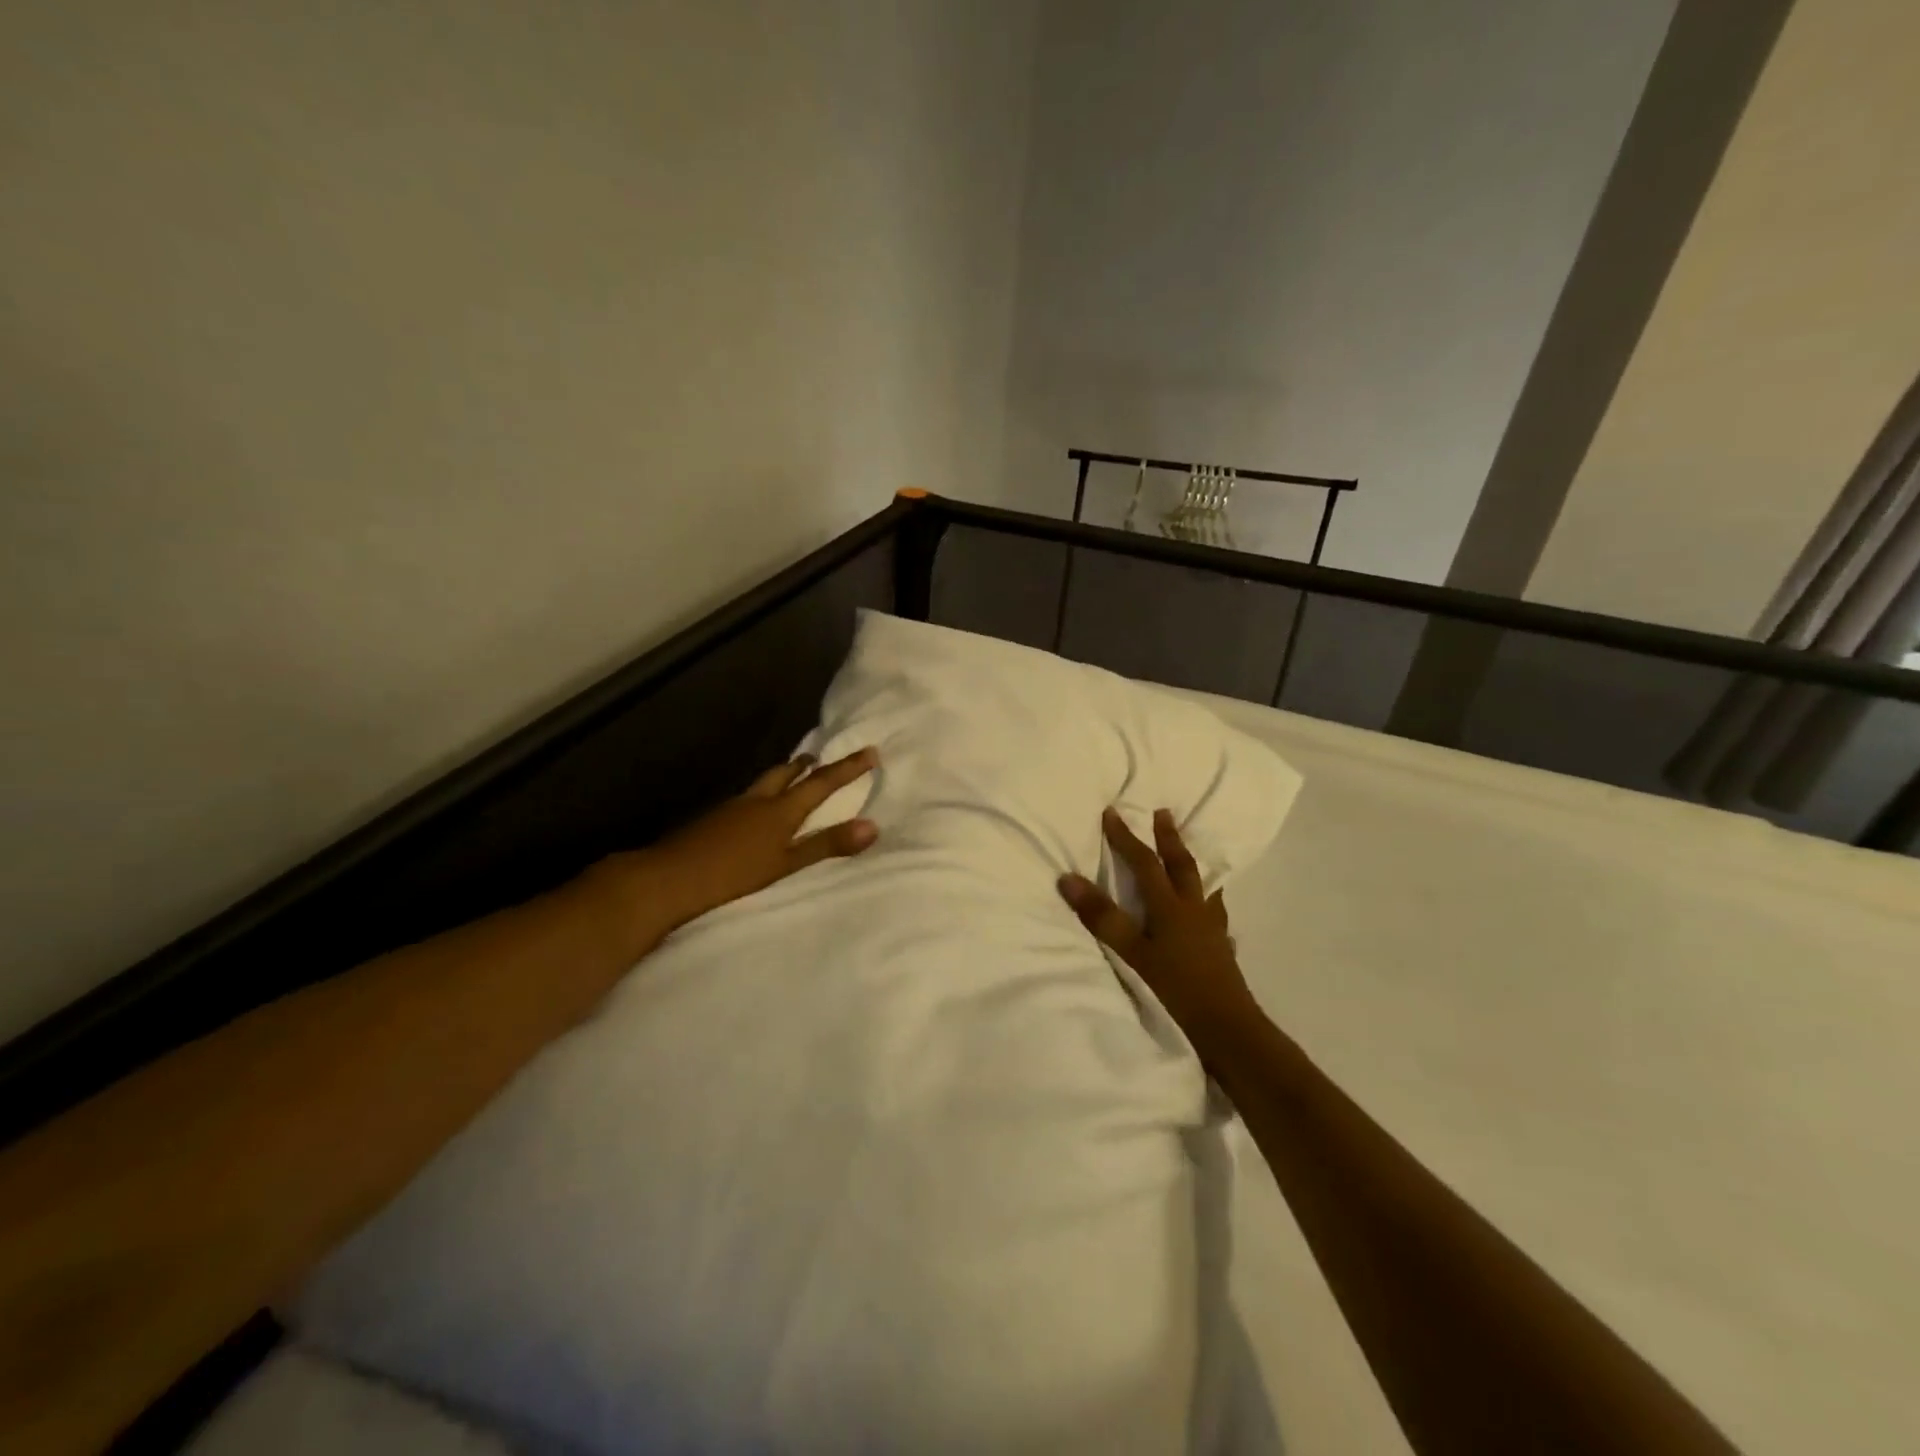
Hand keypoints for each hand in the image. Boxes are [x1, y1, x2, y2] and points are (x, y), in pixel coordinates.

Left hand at [599, 749, 879, 940]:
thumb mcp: (787, 864)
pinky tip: (755, 811)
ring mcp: (731, 809)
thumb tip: (873, 826)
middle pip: (785, 774)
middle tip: (819, 757)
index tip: (870, 751)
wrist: (668, 878)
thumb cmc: (734, 874)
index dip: (847, 768)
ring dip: (782, 776)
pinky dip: (762, 795)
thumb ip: (827, 844)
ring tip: (792, 775)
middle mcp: (757, 801)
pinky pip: (746, 799)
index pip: (821, 783)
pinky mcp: (713, 821)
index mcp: (780, 810)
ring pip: (764, 784)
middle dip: (805, 765)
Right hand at [1058, 808, 1259, 1046]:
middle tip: (1163, 814)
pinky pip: (1215, 911)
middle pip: (1181, 864)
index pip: (1144, 862)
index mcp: (1170, 905)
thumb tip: (1068, 879)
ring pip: (1203, 885)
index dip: (1126, 837)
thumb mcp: (1132, 952)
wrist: (1227, 1026)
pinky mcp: (1221, 947)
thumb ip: (1102, 916)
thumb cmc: (1175, 987)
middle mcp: (1194, 908)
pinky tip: (1209, 912)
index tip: (1112, 811)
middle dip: (1169, 838)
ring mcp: (1212, 927)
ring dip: (1190, 864)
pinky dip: (1208, 900)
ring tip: (1188, 854)